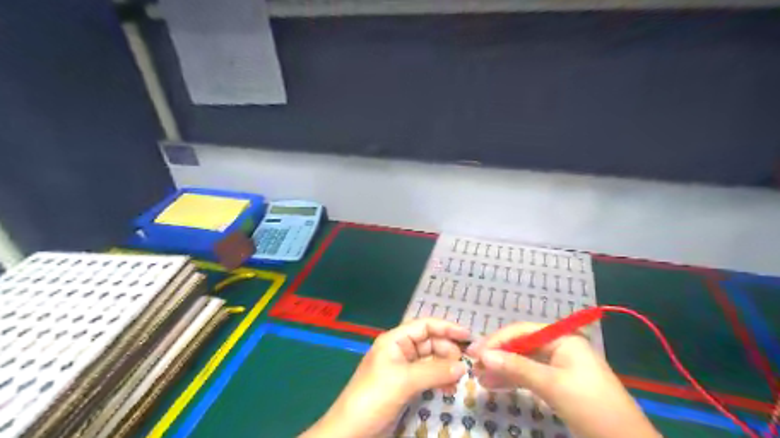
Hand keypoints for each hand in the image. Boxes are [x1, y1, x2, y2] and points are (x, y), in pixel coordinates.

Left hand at [300, 319, 468, 437]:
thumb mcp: (405, 381)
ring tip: (459, 378)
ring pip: (430, 360)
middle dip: (447, 350)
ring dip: (445, 366)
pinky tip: (449, 388)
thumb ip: (435, 371)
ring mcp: (402, 368)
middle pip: (429, 342)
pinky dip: (439, 379)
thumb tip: (463, 367)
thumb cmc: (374, 396)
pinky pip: (427, 376)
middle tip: (465, 364)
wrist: (351, 430)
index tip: (468, 336)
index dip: (446, 328)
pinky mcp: (404, 385)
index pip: (424, 325)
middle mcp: (399, 350)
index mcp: (394, 340)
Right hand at [466, 321, 659, 437]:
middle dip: (497, 356)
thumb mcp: (552, 385)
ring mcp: (559, 366)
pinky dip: (513, 381)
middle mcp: (559, 347)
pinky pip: (530, 376)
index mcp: (562, 338)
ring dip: (502, 369)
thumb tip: (483, 356)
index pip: (521, 331)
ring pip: (523, 362)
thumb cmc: (592, 406)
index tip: (474, 353)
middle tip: (473, 367)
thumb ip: (517, 367)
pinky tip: (495, 386)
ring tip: (480, 379)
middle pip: (521, 346)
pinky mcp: (558, 384)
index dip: (496, 340)